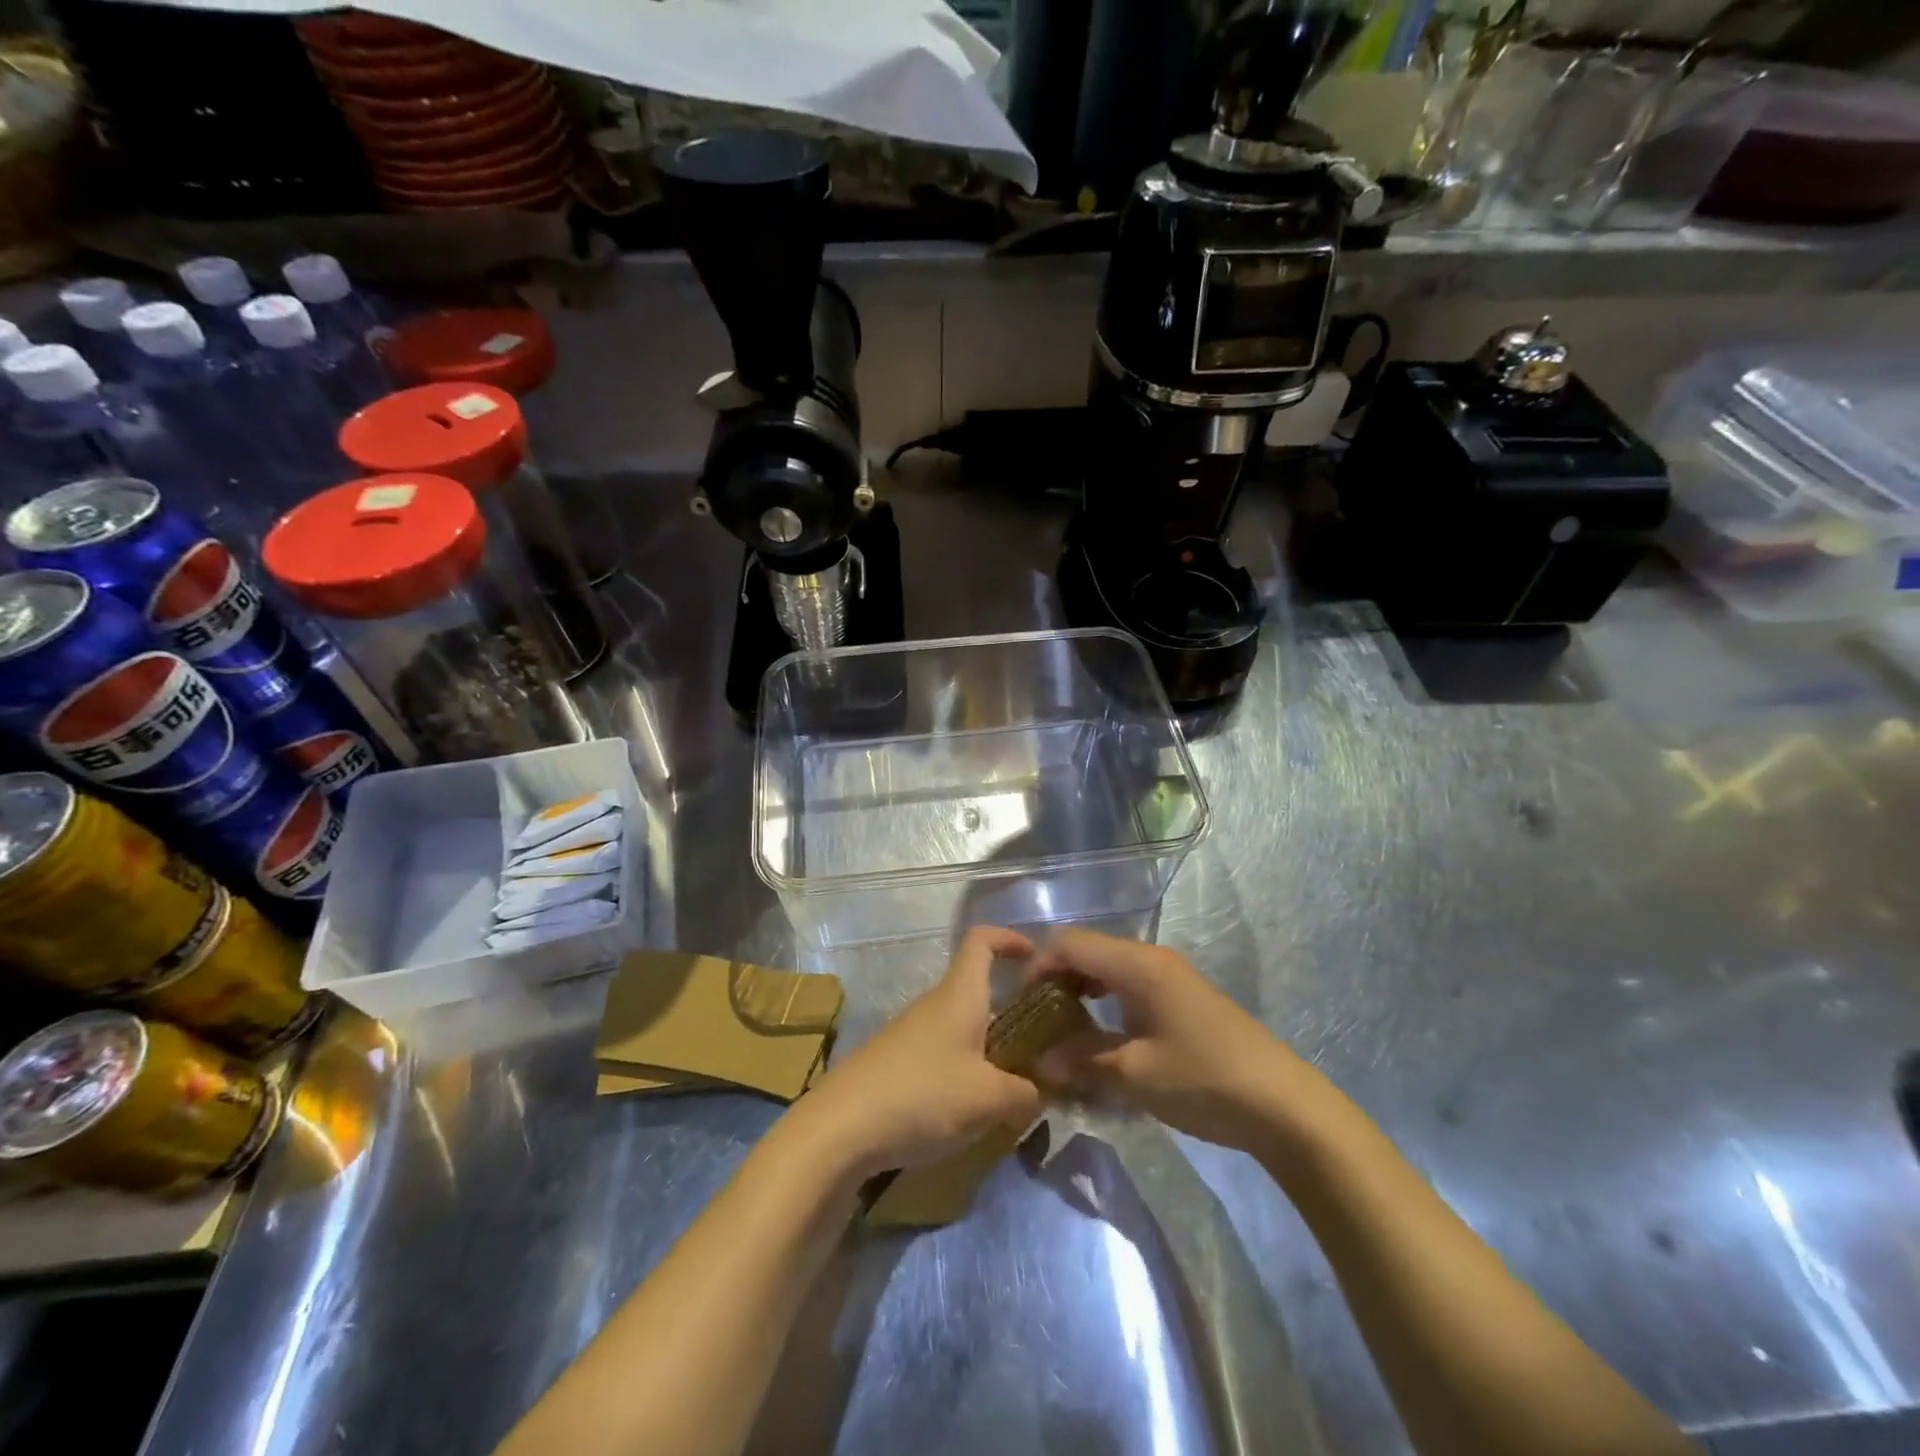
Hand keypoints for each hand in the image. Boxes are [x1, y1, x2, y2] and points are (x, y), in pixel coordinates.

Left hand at [790, 927, 1044, 1180]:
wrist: (840, 1128)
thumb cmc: (921, 1095)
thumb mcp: (987, 1099)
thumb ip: (1025, 1094)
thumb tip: (1038, 1093)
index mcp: (959, 995)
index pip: (981, 940)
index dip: (1010, 938)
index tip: (1036, 958)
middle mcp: (935, 1004)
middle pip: (979, 991)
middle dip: (1013, 1012)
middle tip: (1043, 1046)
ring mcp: (912, 1033)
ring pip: (963, 1027)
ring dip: (991, 1049)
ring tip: (1014, 1090)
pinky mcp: (897, 1063)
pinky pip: (944, 1054)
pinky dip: (966, 1072)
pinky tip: (972, 1112)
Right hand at [1028, 931, 1311, 1154]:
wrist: (1283, 1106)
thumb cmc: (1205, 1081)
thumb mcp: (1135, 1075)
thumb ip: (1082, 1061)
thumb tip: (1039, 1062)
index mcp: (1139, 965)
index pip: (1071, 944)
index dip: (1038, 967)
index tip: (1019, 1005)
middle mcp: (1152, 959)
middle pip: (1088, 951)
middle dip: (1056, 980)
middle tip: (1036, 1021)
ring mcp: (1170, 977)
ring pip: (1108, 968)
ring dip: (1080, 992)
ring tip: (1061, 1030)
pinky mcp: (1180, 998)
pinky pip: (1128, 986)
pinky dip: (1104, 1002)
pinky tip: (1099, 1034)